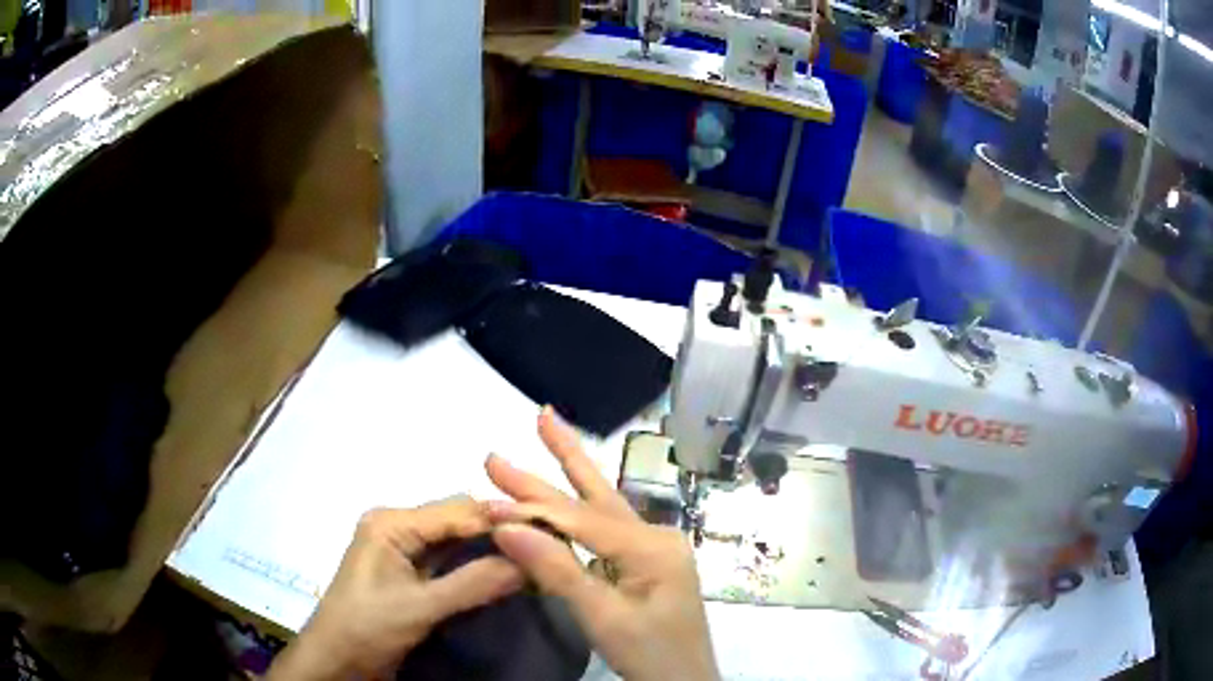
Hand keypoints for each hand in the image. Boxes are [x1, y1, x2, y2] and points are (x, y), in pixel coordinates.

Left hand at [268, 497, 523, 679]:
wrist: (336, 661)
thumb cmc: (367, 628)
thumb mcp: (420, 608)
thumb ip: (473, 583)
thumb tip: (530, 561)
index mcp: (392, 522)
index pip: (458, 510)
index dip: (502, 520)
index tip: (549, 534)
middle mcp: (397, 525)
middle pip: (458, 519)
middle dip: (499, 534)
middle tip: (545, 550)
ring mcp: (401, 548)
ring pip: (456, 539)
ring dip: (490, 550)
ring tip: (532, 561)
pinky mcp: (407, 570)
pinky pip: (448, 559)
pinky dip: (474, 565)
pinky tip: (502, 575)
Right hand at [485, 407, 718, 680]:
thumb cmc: (652, 656)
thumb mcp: (603, 619)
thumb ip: (557, 570)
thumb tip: (506, 524)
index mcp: (652, 547)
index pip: (582, 519)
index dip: (533, 507)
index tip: (487, 495)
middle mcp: (655, 537)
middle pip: (599, 494)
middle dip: (564, 457)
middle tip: (537, 415)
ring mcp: (652, 550)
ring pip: (603, 506)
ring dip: (571, 474)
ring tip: (548, 431)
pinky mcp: (644, 565)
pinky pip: (604, 532)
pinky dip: (576, 512)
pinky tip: (564, 494)